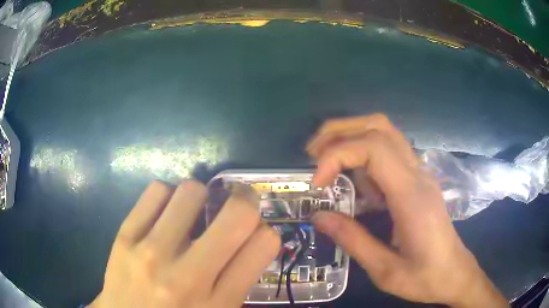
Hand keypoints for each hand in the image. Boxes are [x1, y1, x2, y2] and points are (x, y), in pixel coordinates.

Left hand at [90, 181, 279, 307]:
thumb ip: (238, 281)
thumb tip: (251, 239)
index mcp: (218, 303)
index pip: (263, 246)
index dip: (266, 233)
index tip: (255, 235)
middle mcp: (187, 276)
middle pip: (237, 215)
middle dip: (246, 201)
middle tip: (239, 204)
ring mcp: (150, 252)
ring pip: (192, 192)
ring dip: (202, 197)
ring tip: (194, 213)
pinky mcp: (124, 236)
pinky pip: (156, 191)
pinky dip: (169, 196)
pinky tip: (166, 214)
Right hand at [306, 114, 507, 306]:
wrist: (455, 274)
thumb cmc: (424, 277)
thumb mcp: (385, 270)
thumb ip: (352, 240)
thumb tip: (318, 216)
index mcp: (411, 196)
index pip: (373, 148)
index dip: (337, 155)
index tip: (318, 184)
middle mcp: (417, 175)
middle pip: (379, 126)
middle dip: (340, 131)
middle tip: (313, 154)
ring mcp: (420, 174)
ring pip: (386, 132)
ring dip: (351, 136)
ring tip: (326, 161)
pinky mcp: (419, 181)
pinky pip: (390, 152)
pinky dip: (363, 154)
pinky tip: (353, 180)